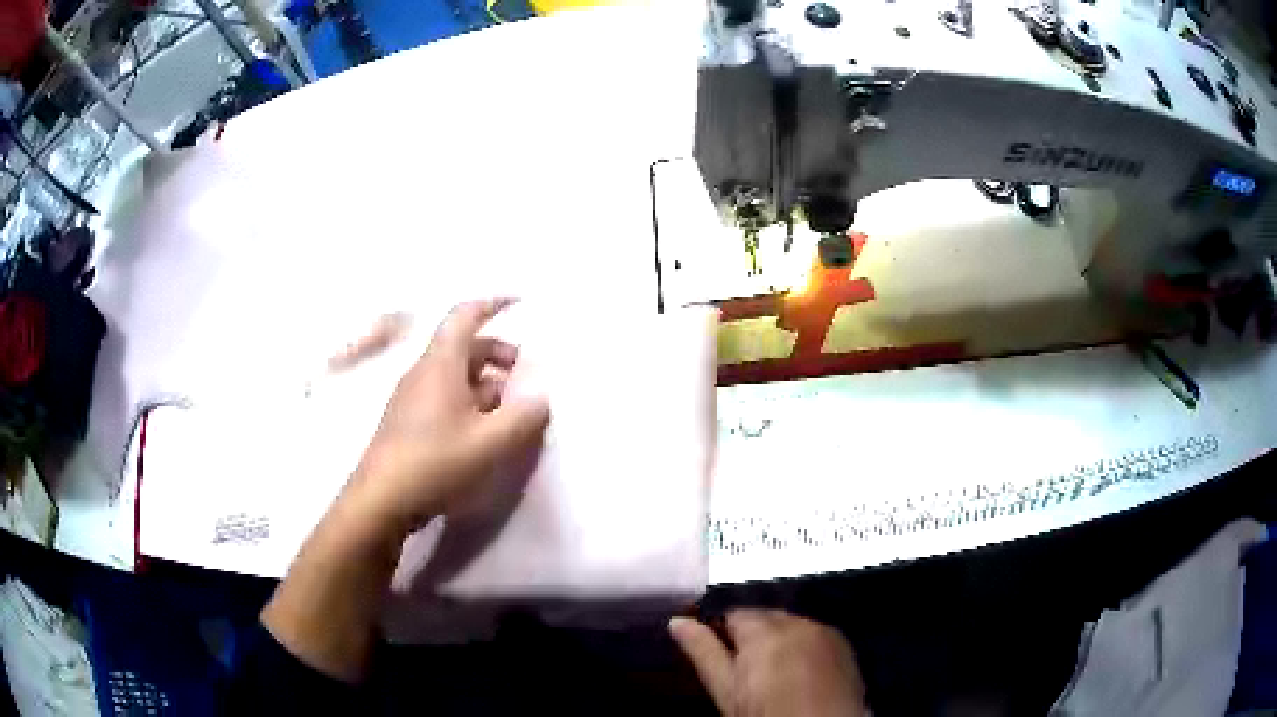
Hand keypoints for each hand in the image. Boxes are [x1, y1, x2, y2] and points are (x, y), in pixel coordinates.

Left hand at [347, 298, 549, 535]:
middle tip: (525, 375)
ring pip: (454, 375)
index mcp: (441, 364)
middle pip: (463, 347)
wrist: (381, 500)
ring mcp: (412, 398)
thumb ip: (524, 417)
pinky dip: (469, 402)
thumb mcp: (491, 442)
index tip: (519, 302)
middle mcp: (423, 372)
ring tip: (510, 411)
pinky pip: (444, 397)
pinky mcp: (408, 422)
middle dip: (498, 353)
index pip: (465, 316)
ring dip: (485, 383)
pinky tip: (482, 433)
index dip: (492, 304)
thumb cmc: (436, 462)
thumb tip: (542, 398)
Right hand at [670, 609, 868, 716]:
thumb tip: (677, 622)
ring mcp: (825, 632)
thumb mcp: (726, 691)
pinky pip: (815, 635)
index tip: (715, 650)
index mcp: (764, 631)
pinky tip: (799, 674)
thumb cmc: (765, 714)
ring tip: (772, 675)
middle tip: (742, 669)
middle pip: (764, 616)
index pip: (733, 611)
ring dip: (779, 639)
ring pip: (791, 625)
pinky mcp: (844, 645)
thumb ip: (703, 652)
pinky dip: (803, 647)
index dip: (721, 630)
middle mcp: (798, 622)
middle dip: (751, 634)